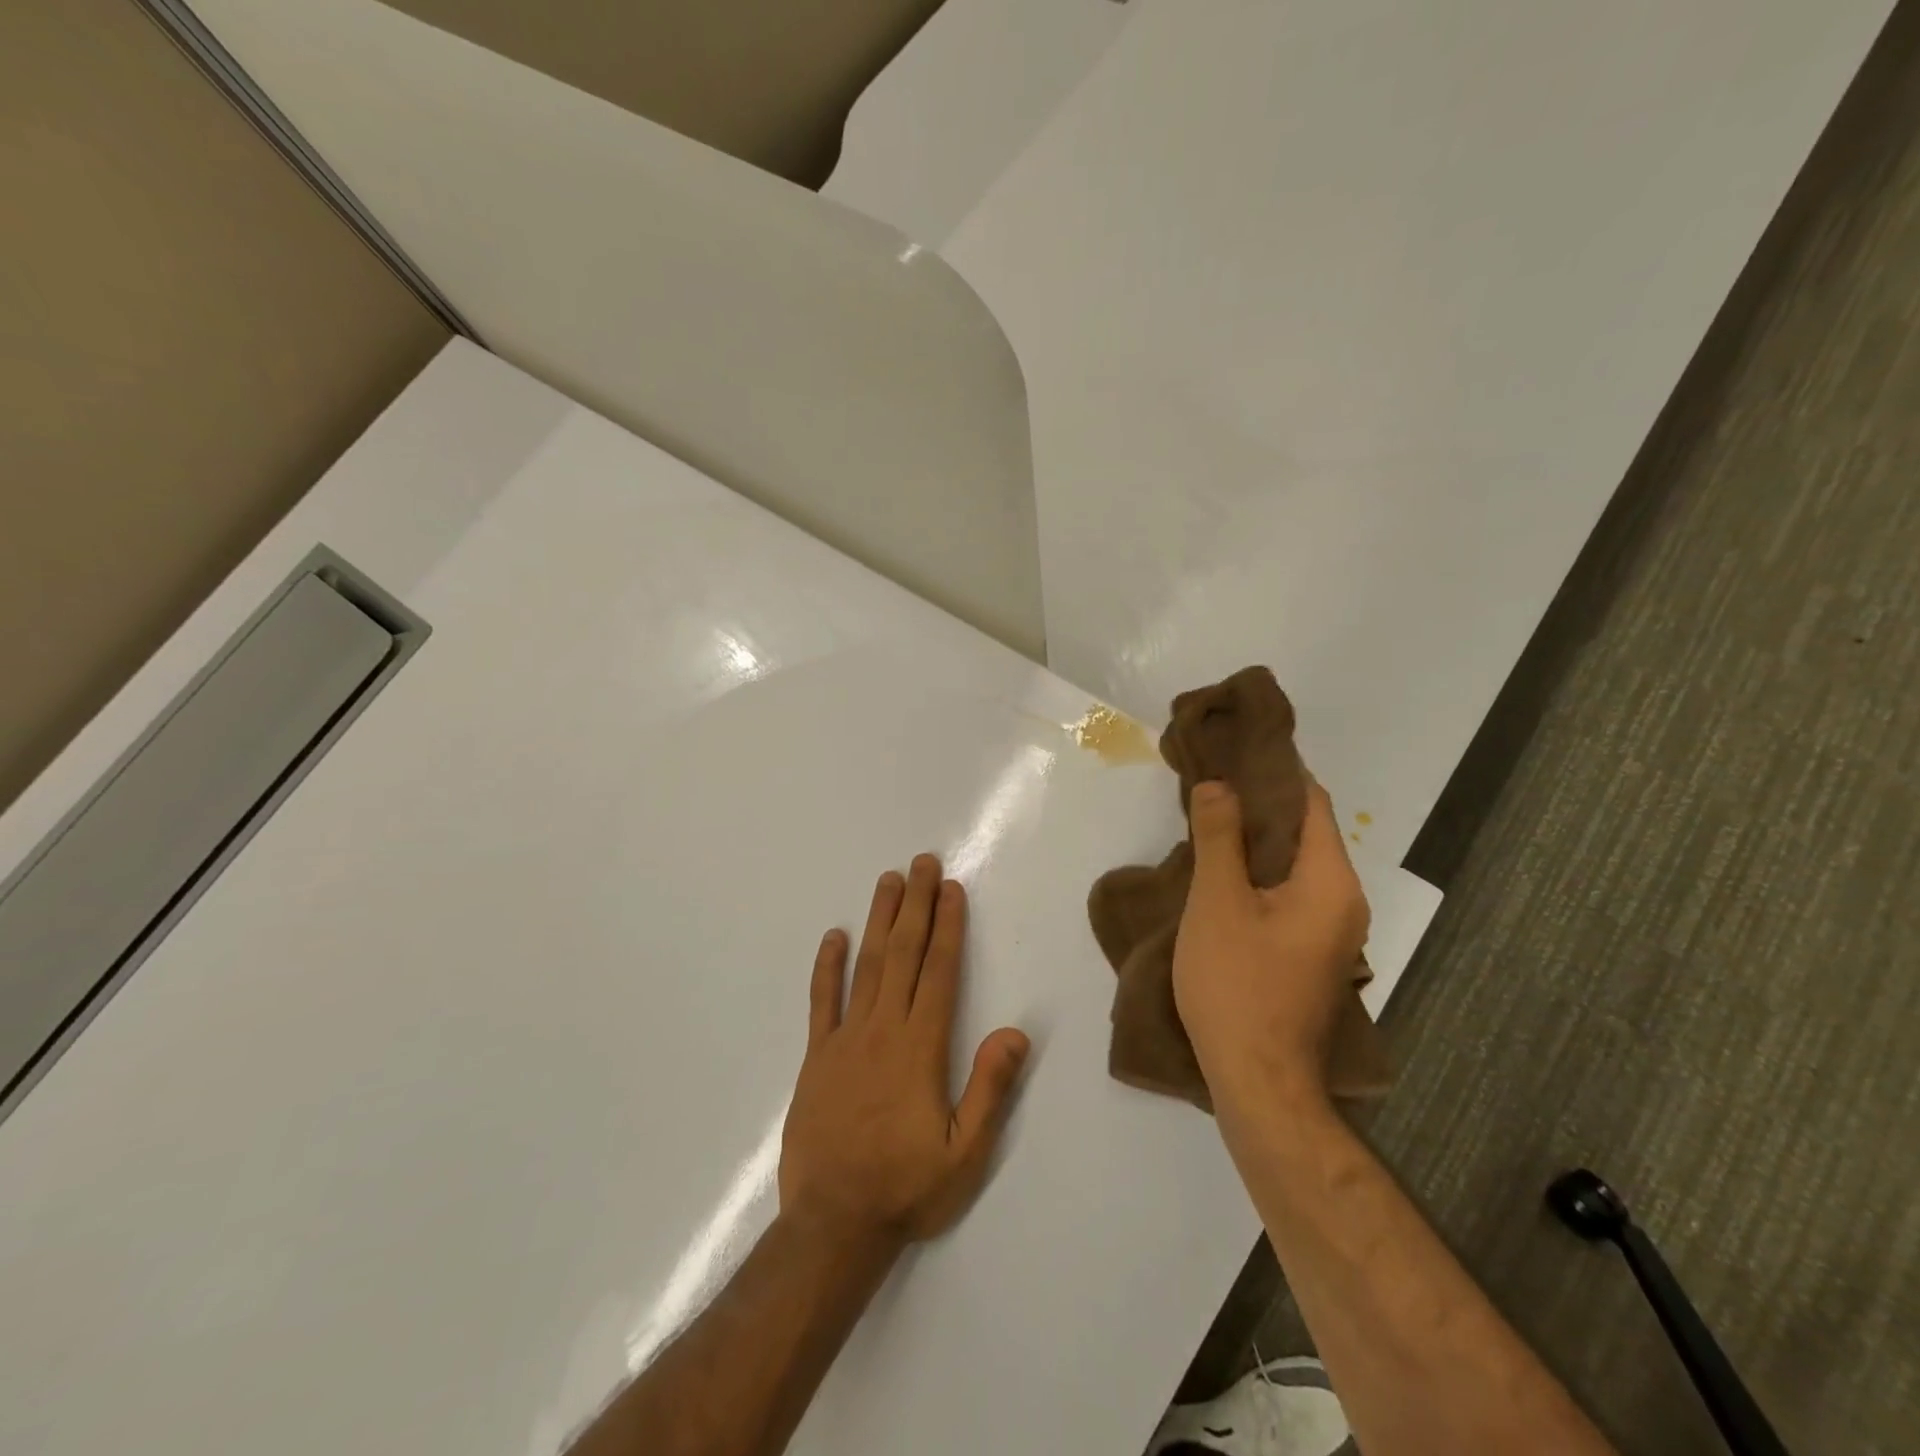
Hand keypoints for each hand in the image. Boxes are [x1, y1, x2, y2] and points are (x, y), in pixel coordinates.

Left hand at [779, 855, 1030, 1248]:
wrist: (832, 1225)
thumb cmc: (905, 1188)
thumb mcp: (964, 1153)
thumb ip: (989, 1089)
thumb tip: (1014, 1032)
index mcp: (920, 1048)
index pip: (938, 972)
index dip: (947, 927)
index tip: (951, 889)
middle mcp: (883, 1030)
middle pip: (902, 954)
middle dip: (916, 905)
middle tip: (921, 862)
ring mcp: (845, 1039)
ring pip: (865, 966)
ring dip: (879, 920)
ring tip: (888, 880)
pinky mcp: (817, 1056)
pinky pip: (822, 1002)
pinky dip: (826, 967)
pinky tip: (833, 936)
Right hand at [1173, 780, 1369, 1108]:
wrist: (1258, 1081)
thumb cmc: (1236, 984)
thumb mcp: (1218, 901)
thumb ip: (1220, 836)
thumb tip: (1219, 782)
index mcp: (1331, 881)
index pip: (1311, 802)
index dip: (1273, 772)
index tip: (1232, 753)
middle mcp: (1344, 901)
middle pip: (1305, 832)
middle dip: (1259, 805)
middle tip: (1210, 784)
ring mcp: (1331, 932)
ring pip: (1294, 866)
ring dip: (1256, 841)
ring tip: (1209, 819)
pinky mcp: (1310, 954)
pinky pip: (1288, 895)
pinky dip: (1259, 874)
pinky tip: (1221, 872)